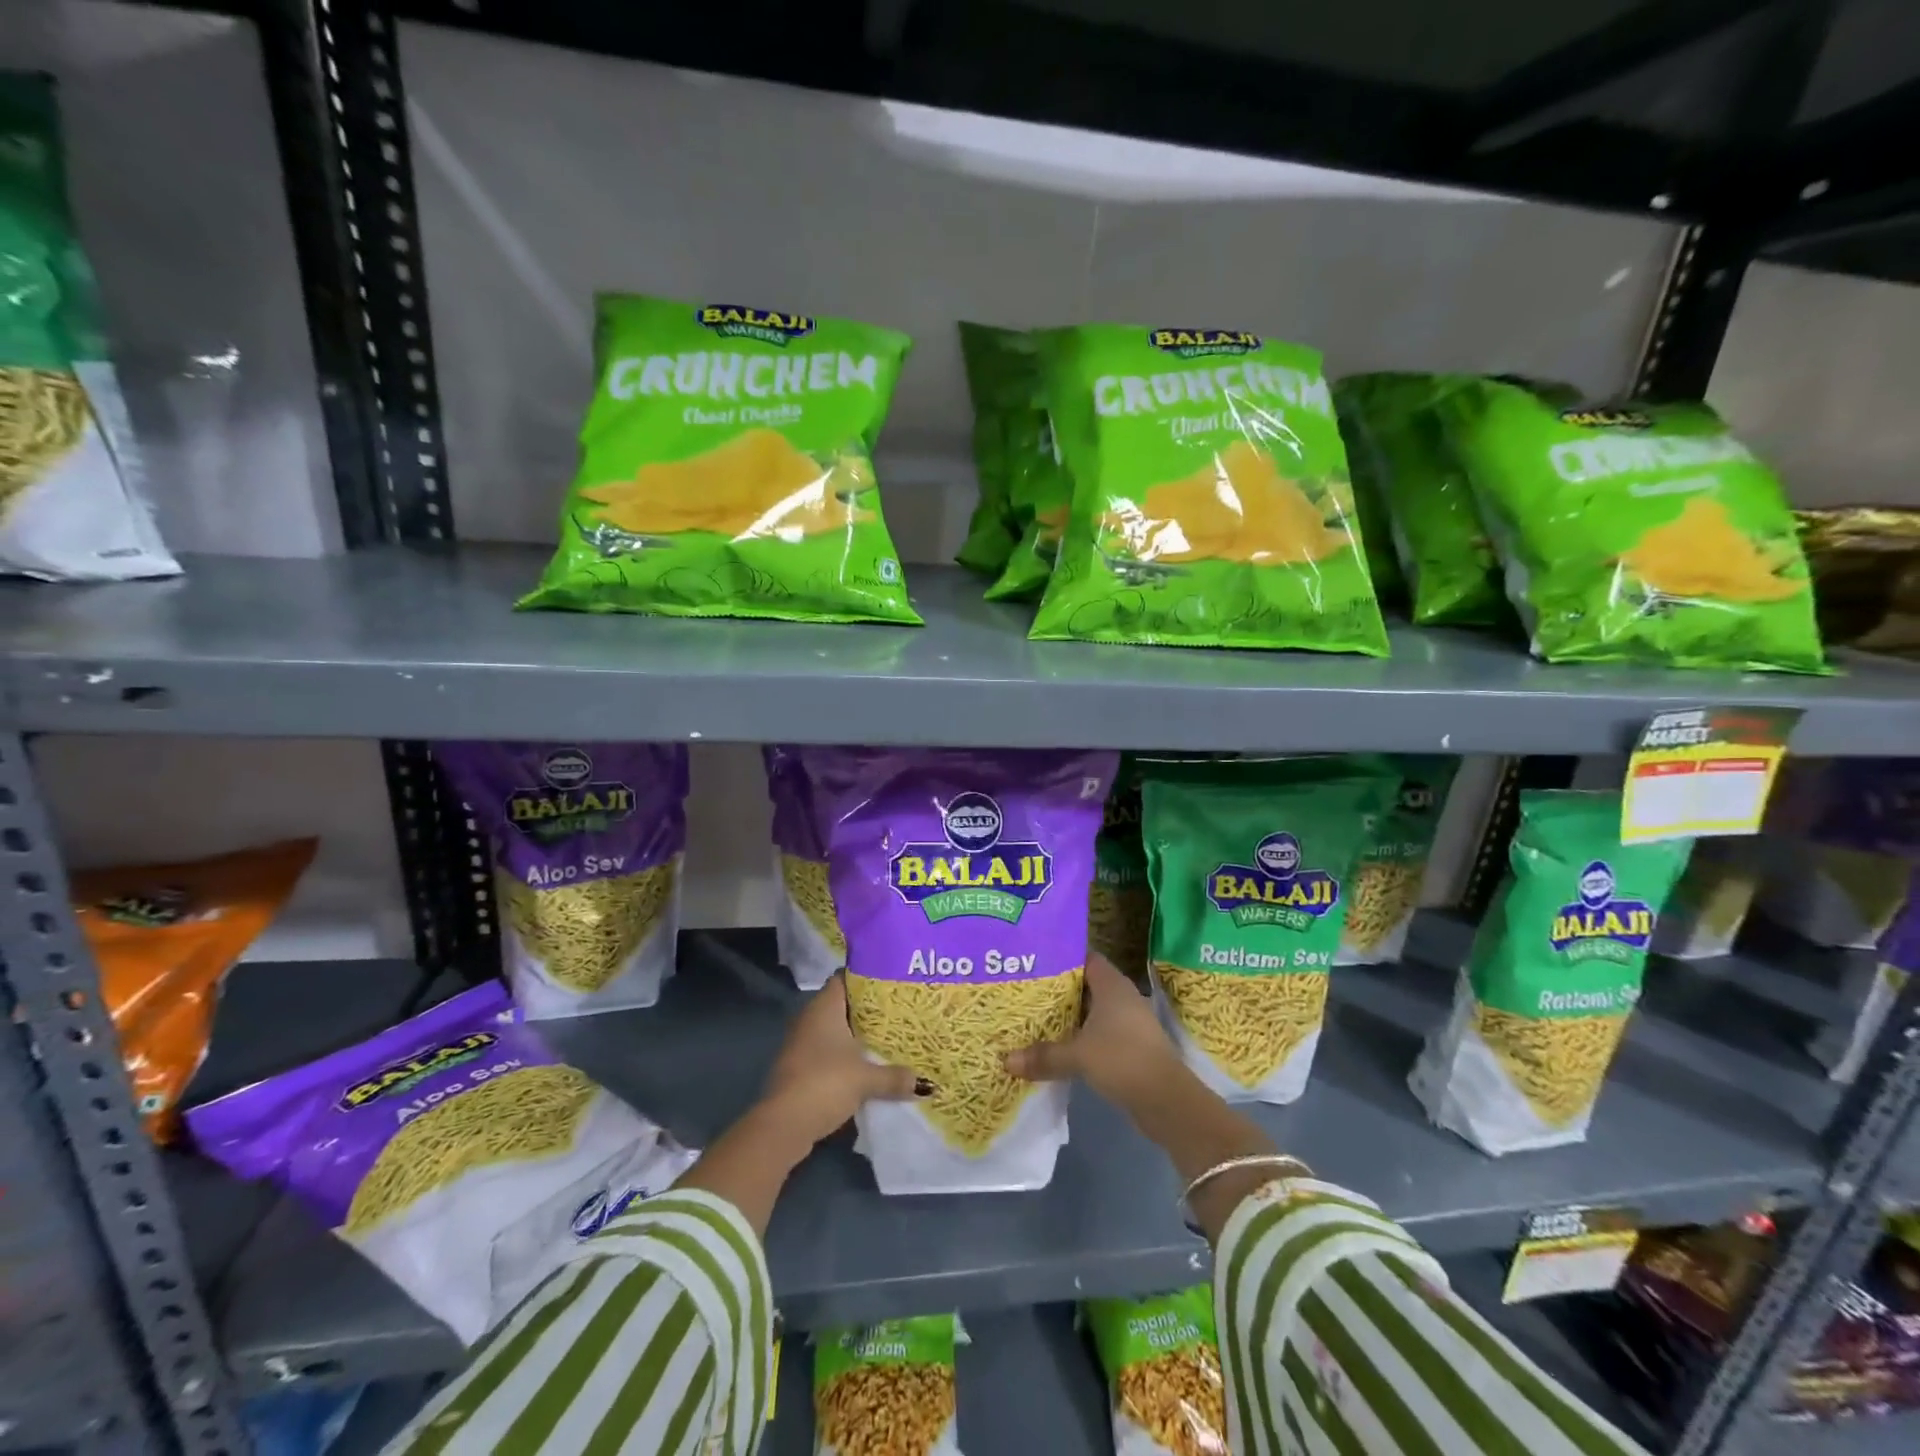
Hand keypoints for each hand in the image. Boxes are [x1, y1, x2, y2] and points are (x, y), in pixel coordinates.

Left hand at [759, 971, 927, 1146]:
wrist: (784, 1124)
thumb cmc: (825, 1083)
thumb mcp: (866, 1079)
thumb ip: (894, 1077)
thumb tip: (924, 1084)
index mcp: (824, 1007)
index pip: (844, 978)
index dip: (866, 977)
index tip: (890, 982)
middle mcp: (810, 1018)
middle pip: (842, 1005)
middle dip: (867, 1010)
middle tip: (898, 1011)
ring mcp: (802, 1043)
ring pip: (835, 1031)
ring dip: (856, 1036)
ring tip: (888, 1037)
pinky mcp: (800, 1067)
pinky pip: (828, 1052)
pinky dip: (845, 1056)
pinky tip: (866, 1065)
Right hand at [1003, 953, 1183, 1115]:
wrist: (1166, 1100)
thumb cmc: (1122, 1060)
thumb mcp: (1078, 1056)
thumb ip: (1043, 1056)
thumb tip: (1006, 1061)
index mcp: (1112, 984)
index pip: (1085, 957)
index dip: (1061, 956)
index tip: (1034, 960)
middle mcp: (1122, 996)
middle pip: (1086, 983)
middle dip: (1059, 987)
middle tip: (1027, 988)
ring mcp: (1129, 1021)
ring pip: (1092, 1009)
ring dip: (1069, 1014)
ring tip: (1036, 1015)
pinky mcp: (1131, 1045)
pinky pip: (1099, 1031)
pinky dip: (1081, 1034)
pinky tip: (1059, 1044)